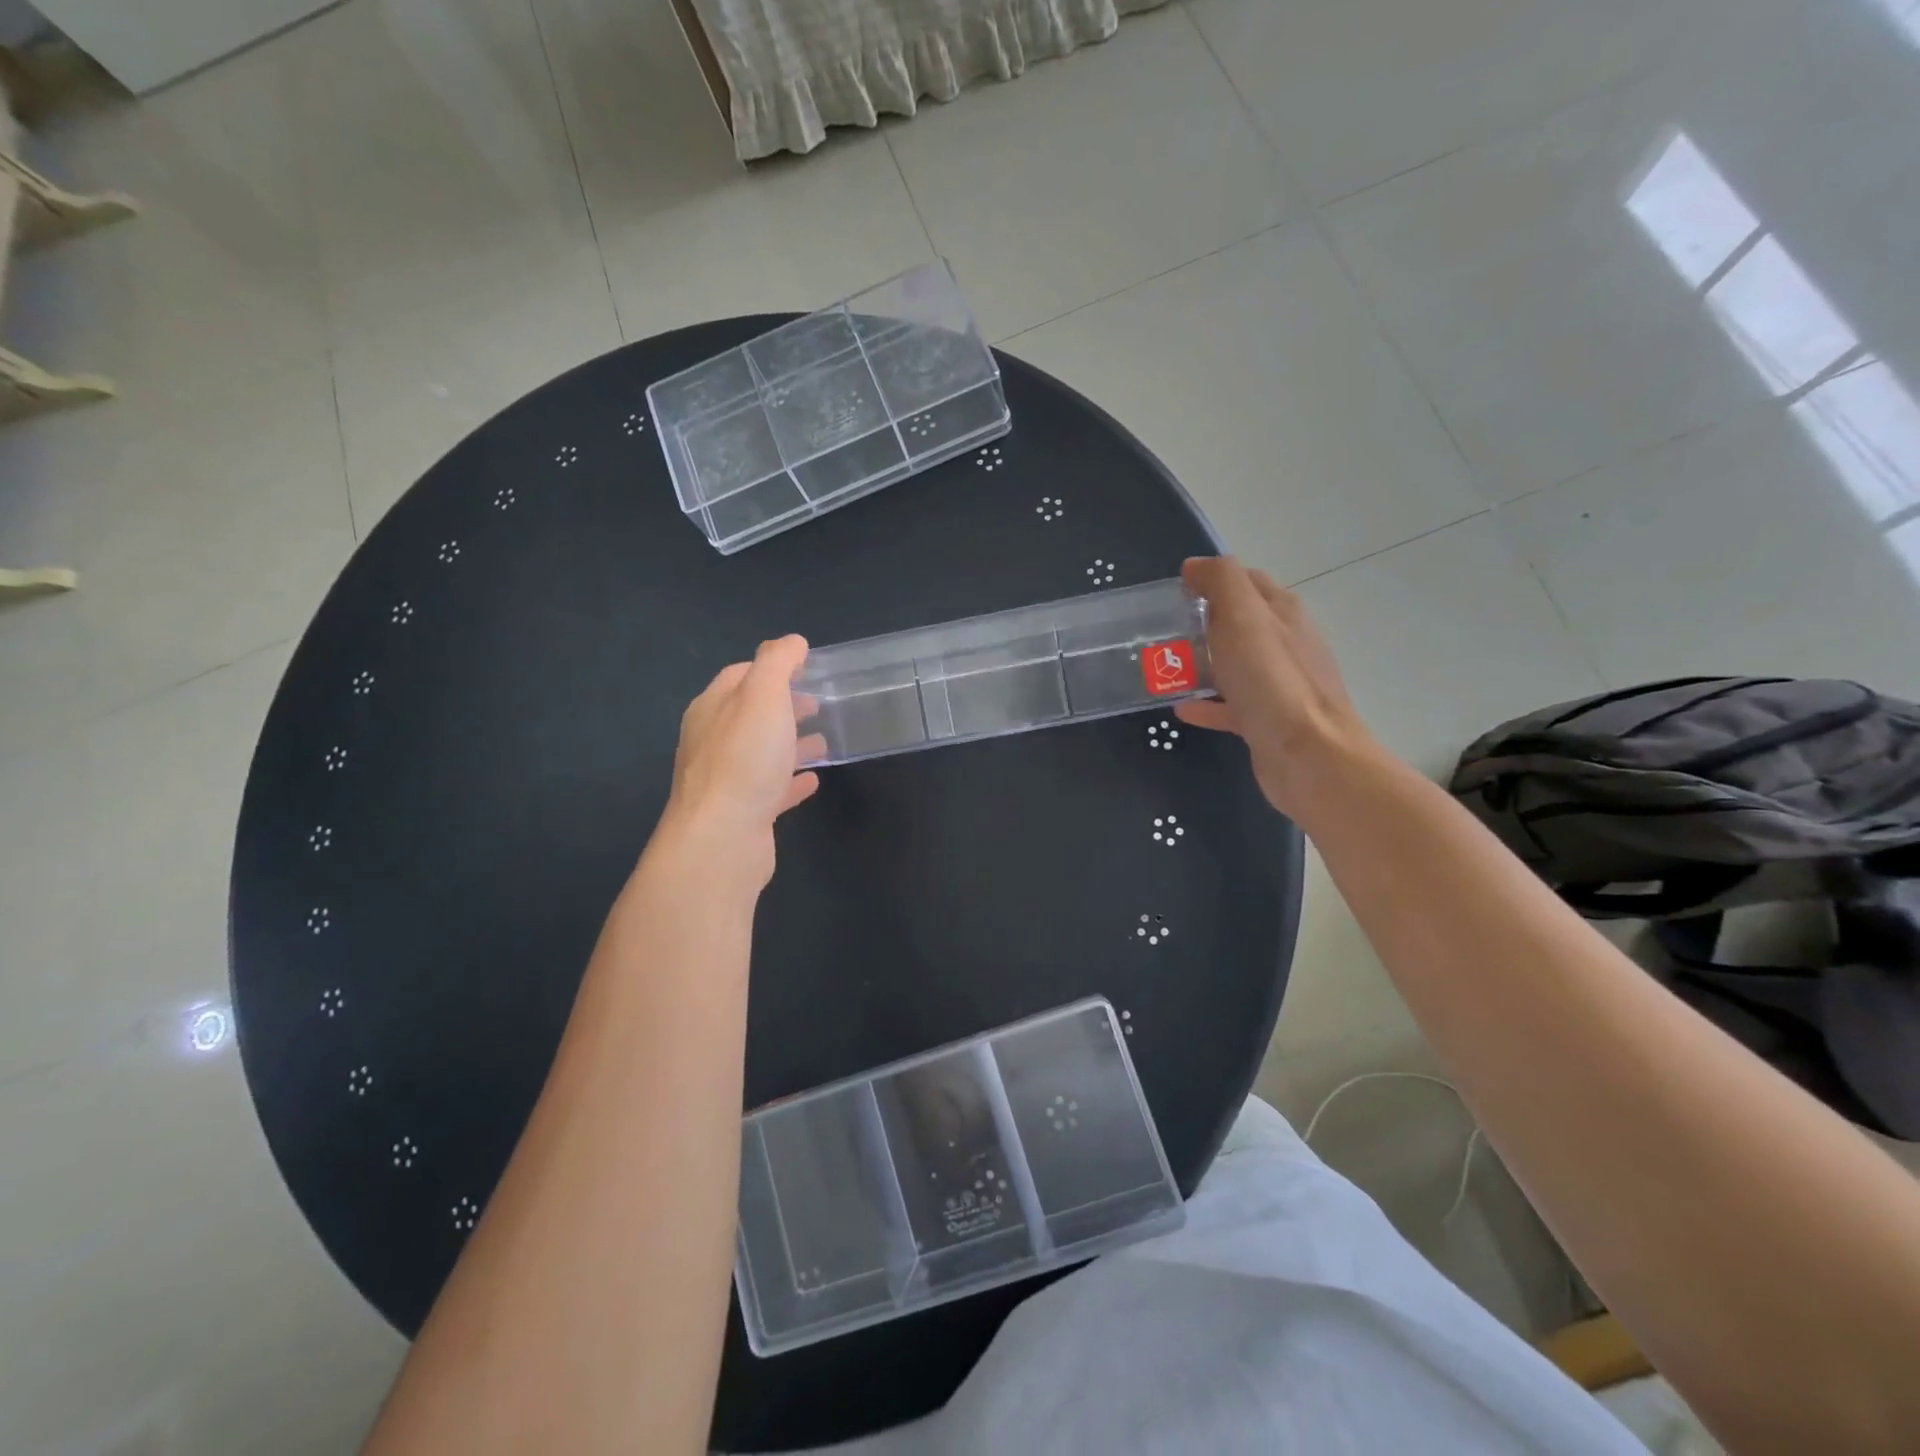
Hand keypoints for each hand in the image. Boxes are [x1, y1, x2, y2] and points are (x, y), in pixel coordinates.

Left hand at [660, 635, 823, 882]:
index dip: (771, 667)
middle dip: (783, 705)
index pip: (739, 675)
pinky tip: (813, 780)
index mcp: (712, 708)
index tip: (805, 667)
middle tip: (818, 702)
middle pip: (750, 715)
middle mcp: (713, 742)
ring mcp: (726, 781)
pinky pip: (771, 790)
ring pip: (762, 753)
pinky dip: (791, 781)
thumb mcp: (763, 696)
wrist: (722, 839)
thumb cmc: (743, 759)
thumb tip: (792, 642)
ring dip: (790, 743)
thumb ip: (776, 663)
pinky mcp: (743, 814)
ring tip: (823, 740)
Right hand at [1175, 556, 1375, 815]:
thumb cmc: (1272, 681)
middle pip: (1241, 623)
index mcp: (1282, 613)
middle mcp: (1285, 644)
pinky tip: (1182, 708)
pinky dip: (1207, 703)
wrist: (1307, 756)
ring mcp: (1279, 685)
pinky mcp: (1268, 721)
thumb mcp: (1243, 618)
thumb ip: (1222, 582)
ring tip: (1165, 668)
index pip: (1248, 582)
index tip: (1177, 590)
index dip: (1214, 579)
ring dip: (1203, 662)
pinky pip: (1232, 705)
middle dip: (1204, 621)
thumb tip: (1196, 566)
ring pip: (1235, 664)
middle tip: (1164, 630)